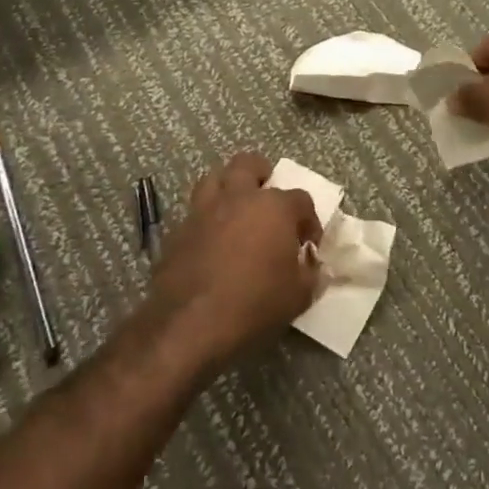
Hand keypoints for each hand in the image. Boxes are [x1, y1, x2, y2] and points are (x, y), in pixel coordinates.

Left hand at [150, 152, 322, 370]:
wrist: (190, 324)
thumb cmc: (254, 304)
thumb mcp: (298, 296)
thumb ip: (310, 273)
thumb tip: (311, 264)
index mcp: (273, 207)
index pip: (301, 199)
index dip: (309, 220)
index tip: (308, 244)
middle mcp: (238, 197)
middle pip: (249, 165)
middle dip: (262, 175)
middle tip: (267, 201)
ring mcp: (203, 210)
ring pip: (214, 178)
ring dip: (228, 187)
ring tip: (236, 210)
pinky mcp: (178, 229)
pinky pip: (195, 211)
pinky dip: (206, 218)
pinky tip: (211, 241)